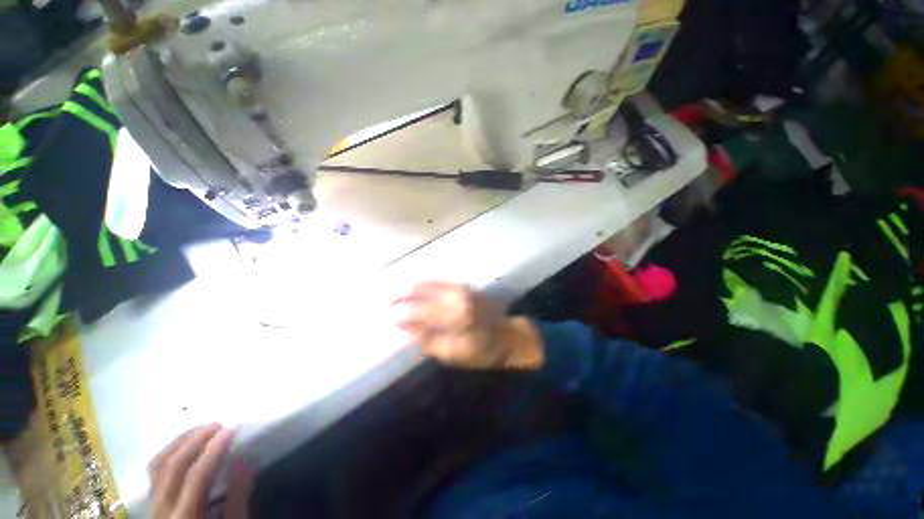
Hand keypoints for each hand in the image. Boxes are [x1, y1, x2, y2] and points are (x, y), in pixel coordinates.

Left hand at [148, 424, 252, 518]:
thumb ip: (237, 497)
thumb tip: (244, 461)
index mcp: (185, 518)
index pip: (196, 478)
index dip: (213, 452)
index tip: (230, 430)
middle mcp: (162, 510)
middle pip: (172, 467)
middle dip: (195, 441)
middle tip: (218, 424)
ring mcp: (153, 504)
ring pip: (158, 465)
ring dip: (181, 442)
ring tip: (203, 428)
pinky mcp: (152, 500)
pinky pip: (155, 470)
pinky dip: (170, 451)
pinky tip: (186, 443)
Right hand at [393, 281, 543, 369]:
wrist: (507, 336)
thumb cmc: (482, 350)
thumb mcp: (455, 353)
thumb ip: (429, 340)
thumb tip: (407, 329)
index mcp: (456, 316)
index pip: (423, 312)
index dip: (404, 314)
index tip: (389, 317)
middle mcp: (458, 297)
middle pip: (424, 293)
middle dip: (403, 296)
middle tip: (386, 300)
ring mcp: (462, 289)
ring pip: (432, 284)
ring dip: (412, 287)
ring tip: (396, 291)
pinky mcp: (466, 286)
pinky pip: (441, 281)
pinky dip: (426, 283)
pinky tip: (416, 285)